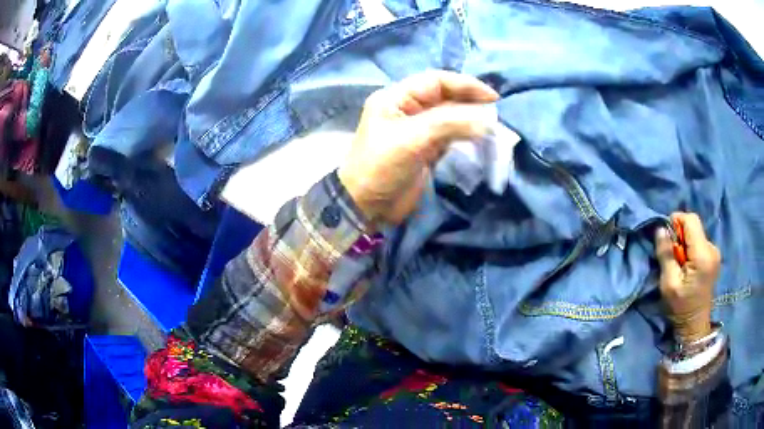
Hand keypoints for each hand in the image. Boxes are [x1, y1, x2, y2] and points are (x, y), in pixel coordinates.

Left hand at [338, 70, 498, 227]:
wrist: (366, 207)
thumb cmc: (381, 167)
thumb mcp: (412, 139)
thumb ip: (450, 124)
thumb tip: (486, 120)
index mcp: (396, 98)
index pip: (436, 81)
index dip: (465, 85)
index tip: (492, 97)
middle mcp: (407, 109)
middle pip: (445, 98)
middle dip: (470, 103)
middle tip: (495, 113)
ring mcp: (417, 131)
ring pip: (449, 117)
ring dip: (470, 120)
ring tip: (492, 126)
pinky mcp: (425, 151)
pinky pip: (450, 137)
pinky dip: (465, 136)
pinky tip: (480, 139)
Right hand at [655, 212, 720, 342]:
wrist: (694, 326)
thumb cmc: (681, 308)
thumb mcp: (669, 283)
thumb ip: (666, 254)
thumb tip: (660, 229)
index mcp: (703, 255)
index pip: (691, 220)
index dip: (677, 221)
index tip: (666, 236)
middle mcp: (712, 248)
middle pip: (694, 226)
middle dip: (680, 234)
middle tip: (671, 253)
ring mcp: (715, 252)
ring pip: (696, 233)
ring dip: (685, 242)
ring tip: (678, 262)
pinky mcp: (713, 256)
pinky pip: (700, 242)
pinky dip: (690, 248)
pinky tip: (687, 265)